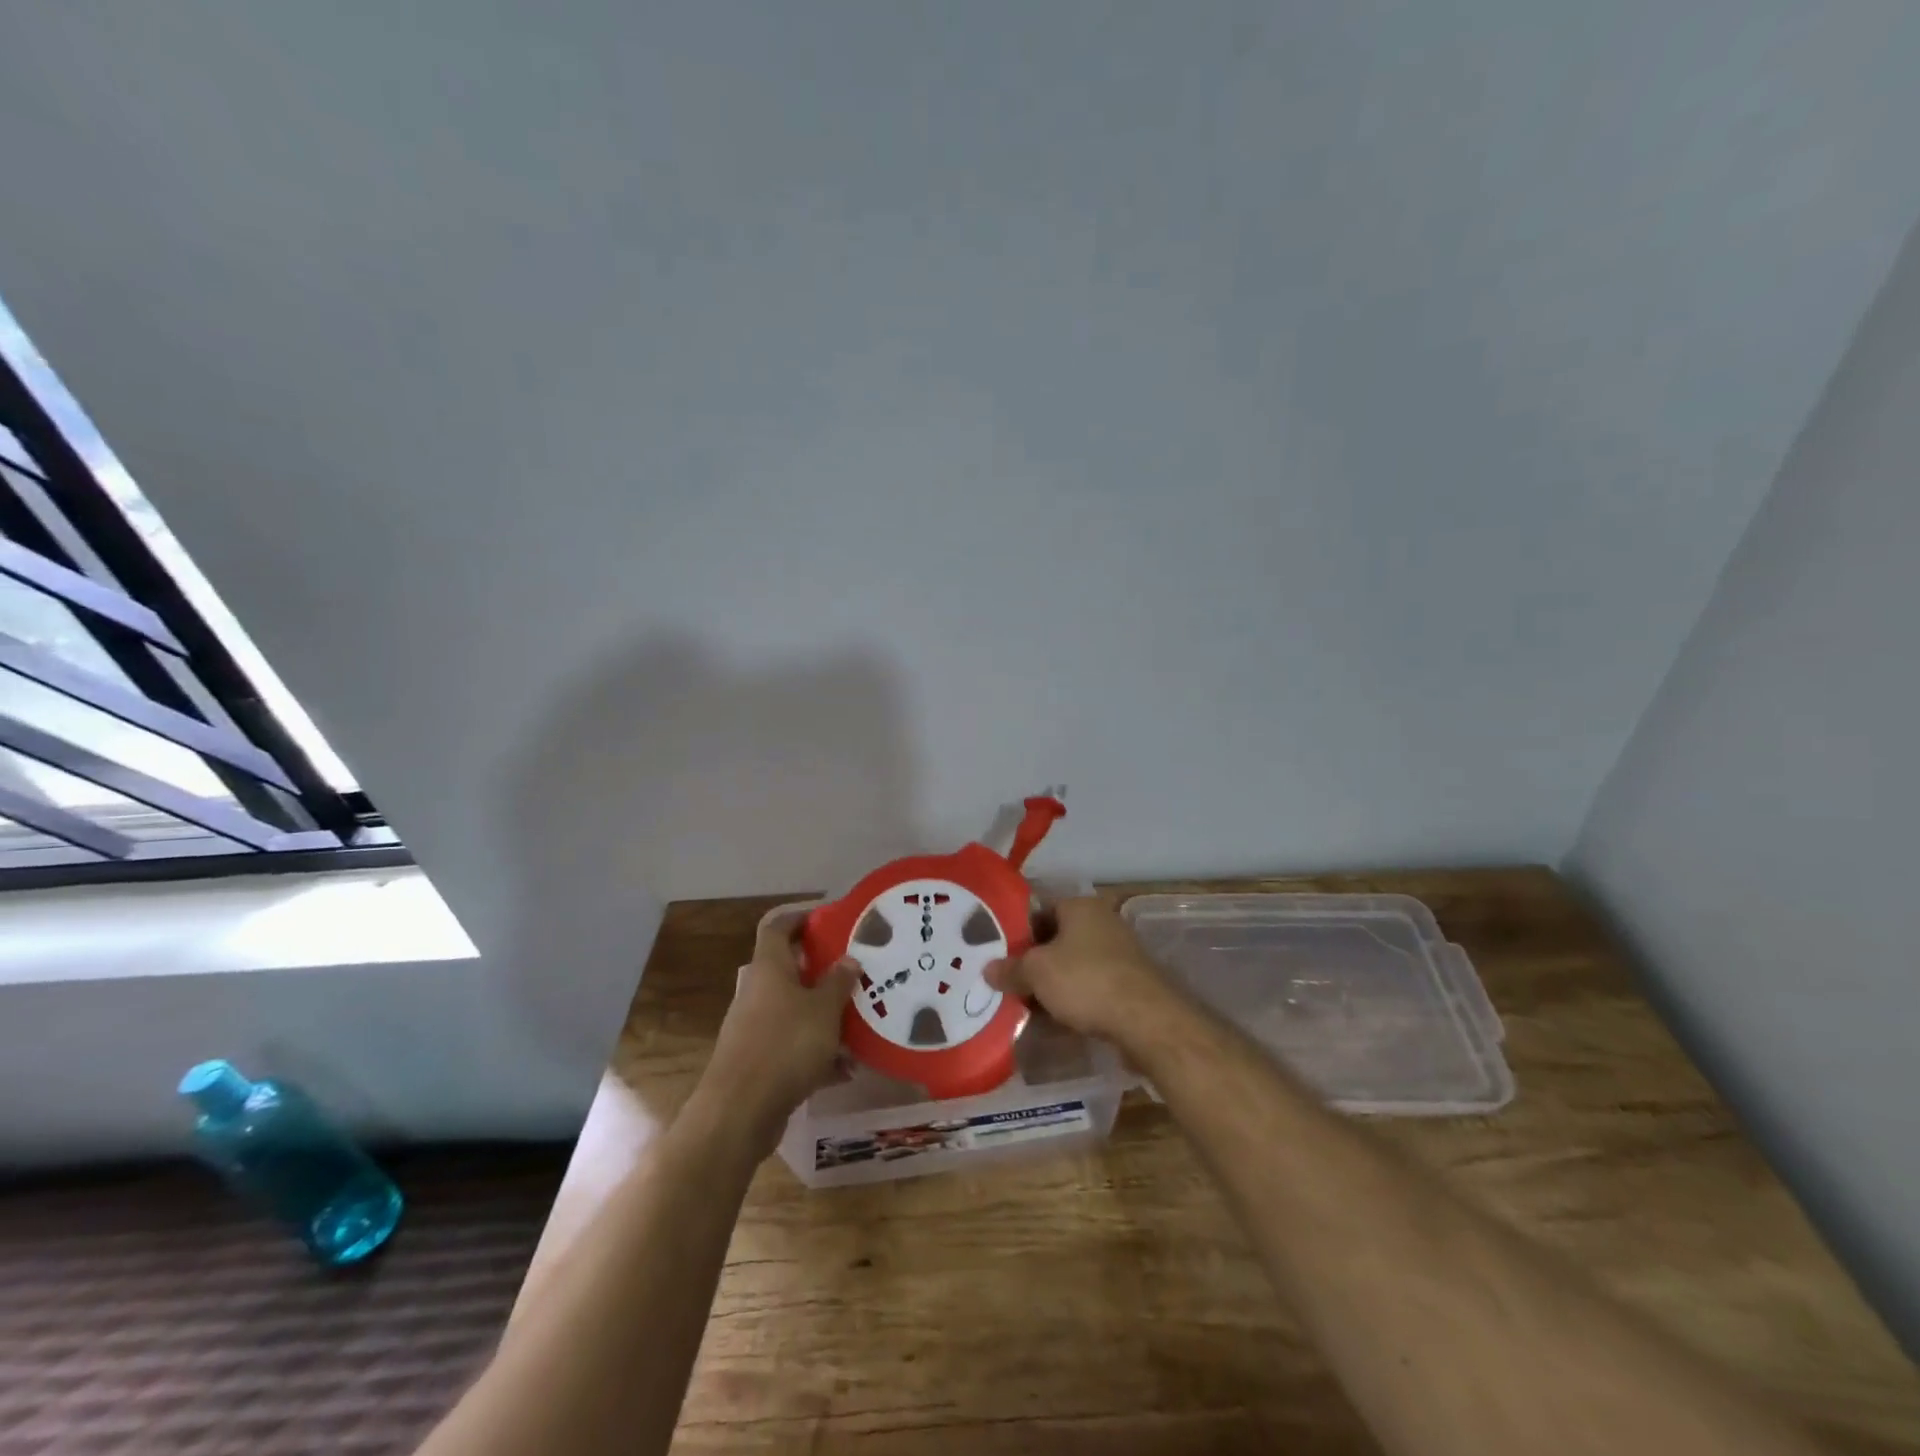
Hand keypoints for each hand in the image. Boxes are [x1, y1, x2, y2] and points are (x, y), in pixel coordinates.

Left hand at [698, 910, 857, 1154]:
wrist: (740, 1111)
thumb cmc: (785, 1045)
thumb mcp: (823, 1009)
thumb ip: (839, 982)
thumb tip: (848, 959)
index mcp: (769, 967)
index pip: (777, 926)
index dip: (799, 916)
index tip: (828, 918)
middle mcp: (758, 991)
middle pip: (789, 969)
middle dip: (822, 970)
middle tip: (855, 970)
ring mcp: (756, 1027)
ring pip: (795, 1010)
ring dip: (825, 1015)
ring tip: (860, 1022)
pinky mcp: (760, 1061)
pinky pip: (794, 1046)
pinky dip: (818, 1053)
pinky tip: (846, 1069)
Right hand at [985, 897, 1177, 1047]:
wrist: (1146, 1020)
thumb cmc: (1086, 981)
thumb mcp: (1037, 973)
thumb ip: (1010, 969)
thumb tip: (988, 970)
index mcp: (1080, 906)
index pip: (1039, 910)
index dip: (1016, 931)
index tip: (997, 954)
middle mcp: (1102, 922)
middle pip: (1056, 939)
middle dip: (1033, 962)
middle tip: (1007, 982)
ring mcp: (1119, 953)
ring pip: (1072, 964)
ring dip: (1051, 983)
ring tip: (1025, 1004)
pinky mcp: (1128, 982)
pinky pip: (1090, 986)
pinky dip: (1072, 998)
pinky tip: (1054, 1018)